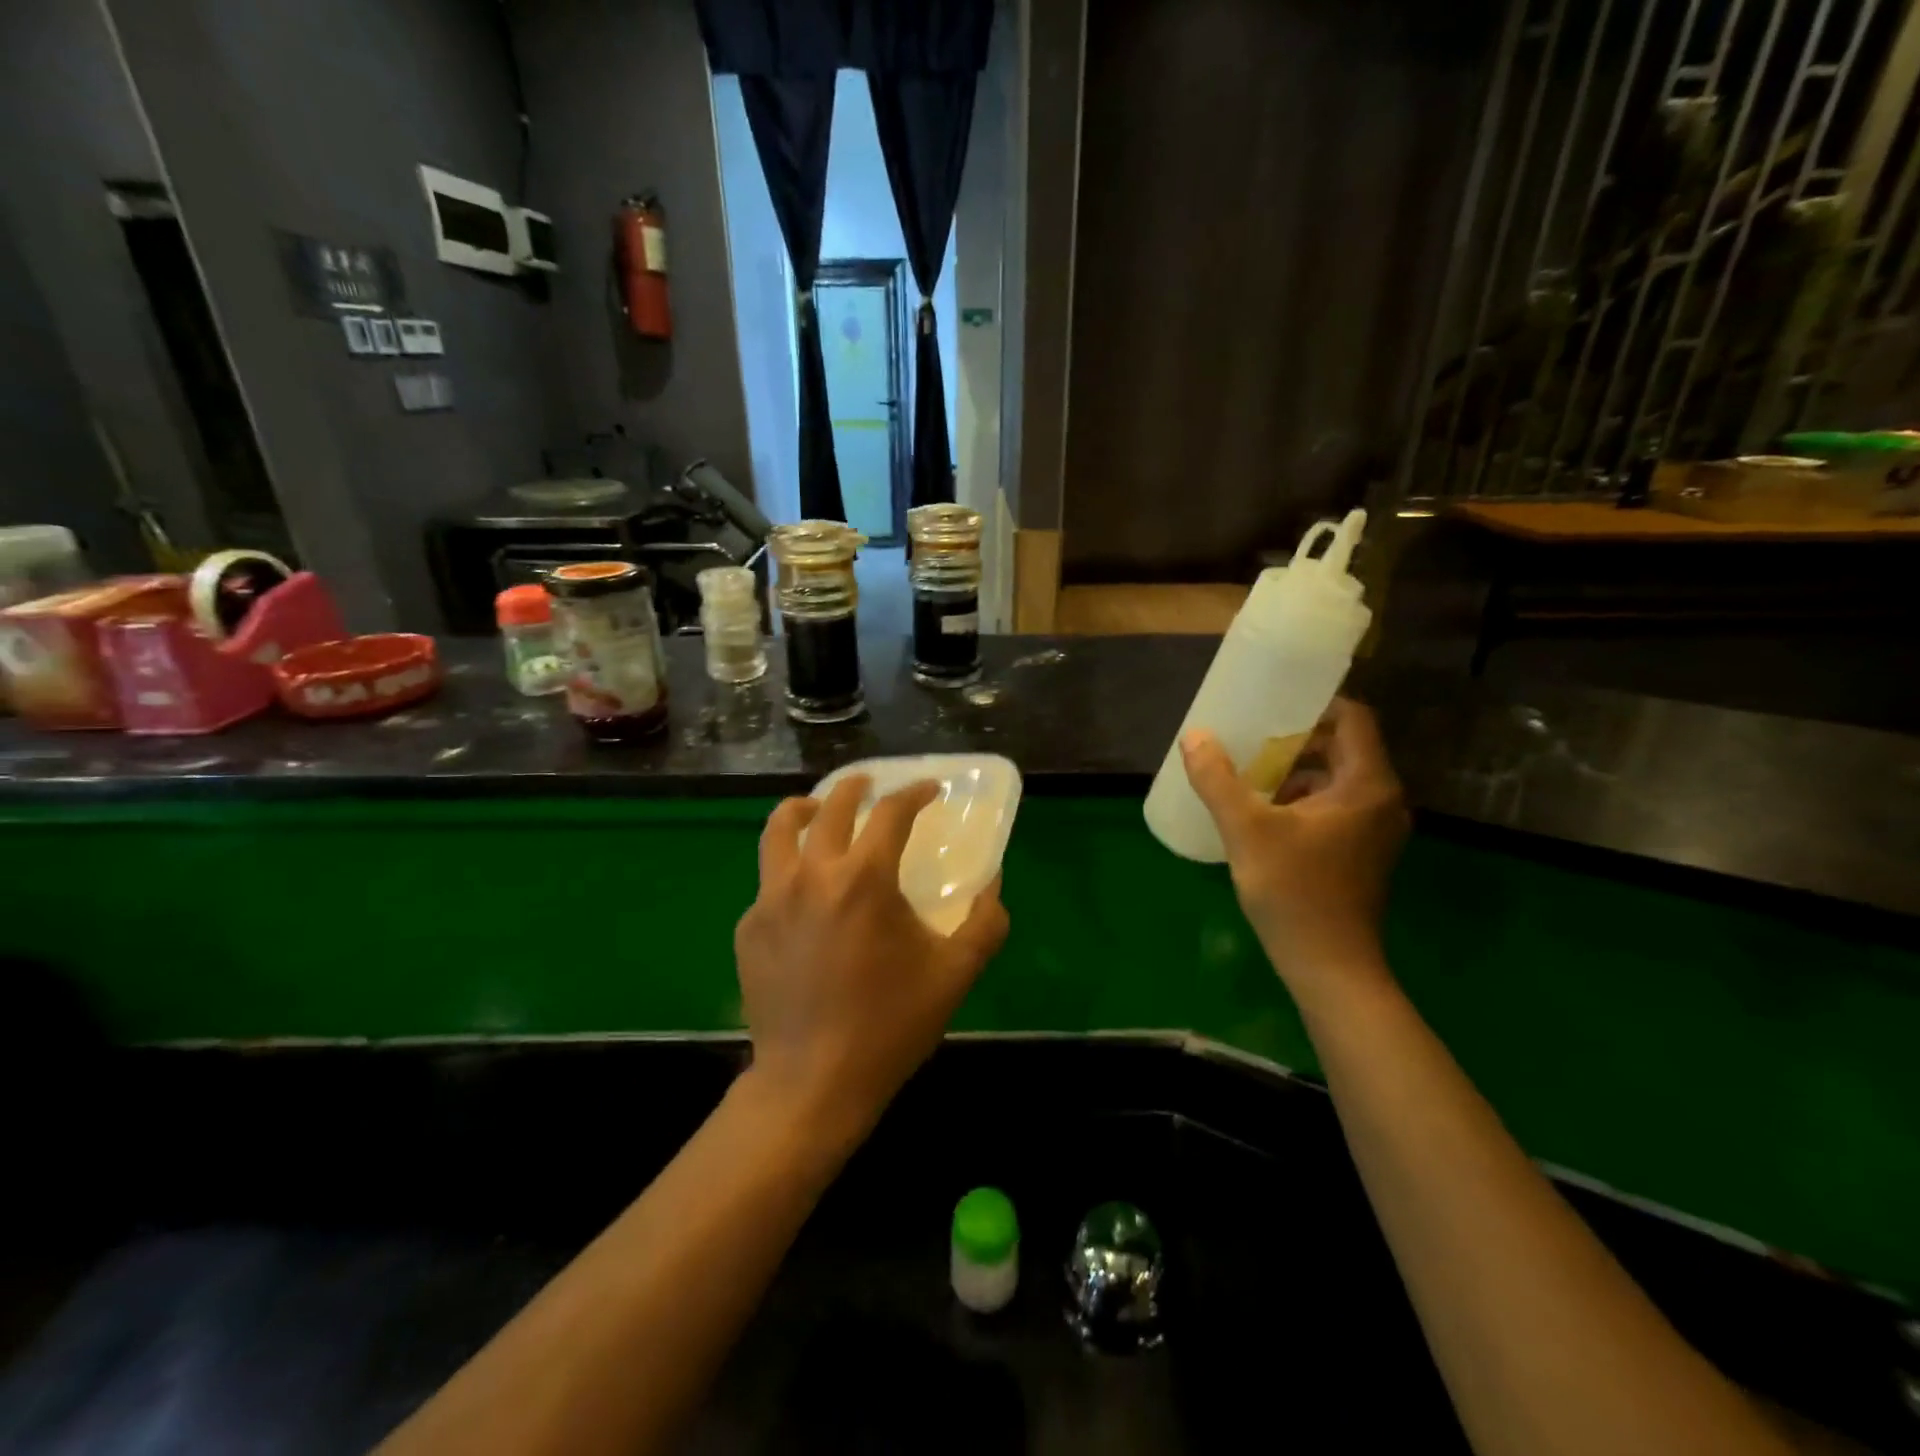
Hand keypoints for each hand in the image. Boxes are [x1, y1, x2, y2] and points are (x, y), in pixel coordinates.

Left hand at [735, 776, 1009, 1147]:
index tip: (929, 789)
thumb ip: (984, 923)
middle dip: (856, 787)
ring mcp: (771, 899)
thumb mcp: (954, 974)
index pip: (890, 813)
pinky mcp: (749, 927)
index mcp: (864, 879)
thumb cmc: (889, 1024)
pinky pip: (768, 881)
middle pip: (831, 806)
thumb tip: (993, 887)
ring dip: (804, 810)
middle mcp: (811, 875)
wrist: (812, 1082)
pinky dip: (789, 869)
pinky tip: (805, 895)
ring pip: (779, 830)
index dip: (914, 793)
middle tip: (871, 786)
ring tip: (817, 810)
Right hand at [1180, 698, 1408, 994]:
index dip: (1316, 705)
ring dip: (1297, 771)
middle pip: (1345, 747)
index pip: (1354, 719)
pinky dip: (1304, 799)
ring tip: (1250, 774)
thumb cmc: (1294, 892)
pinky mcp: (1364, 852)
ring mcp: (1376, 830)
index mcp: (1366, 786)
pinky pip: (1337, 806)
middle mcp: (1382, 801)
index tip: (1273, 706)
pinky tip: (1265, 813)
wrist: (1329, 967)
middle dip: (1297, 740)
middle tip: (1251, 739)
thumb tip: (1194, 736)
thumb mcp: (1246, 830)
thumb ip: (1218, 780)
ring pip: (1338, 779)